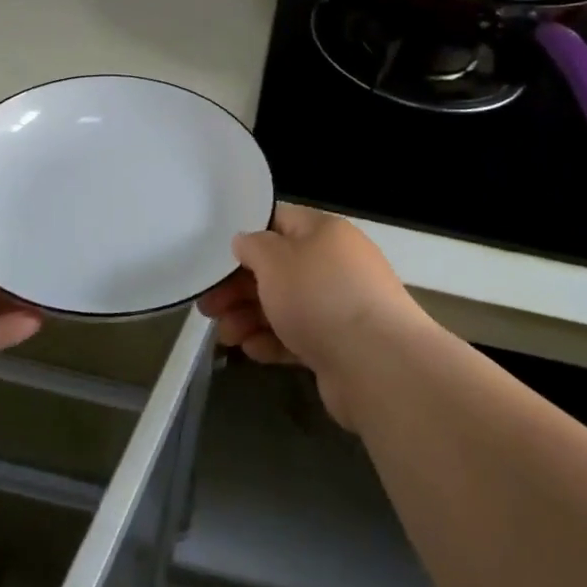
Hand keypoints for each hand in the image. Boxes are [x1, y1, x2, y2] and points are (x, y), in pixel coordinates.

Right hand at [199, 203, 426, 428]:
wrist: (377, 364)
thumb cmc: (319, 296)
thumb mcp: (274, 259)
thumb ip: (253, 246)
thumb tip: (246, 242)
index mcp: (324, 232)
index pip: (279, 221)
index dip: (246, 237)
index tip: (216, 258)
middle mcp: (335, 264)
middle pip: (278, 269)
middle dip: (239, 287)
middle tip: (208, 307)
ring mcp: (340, 307)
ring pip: (285, 305)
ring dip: (250, 318)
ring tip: (225, 336)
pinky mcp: (340, 345)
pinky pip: (299, 337)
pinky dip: (273, 341)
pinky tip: (250, 351)